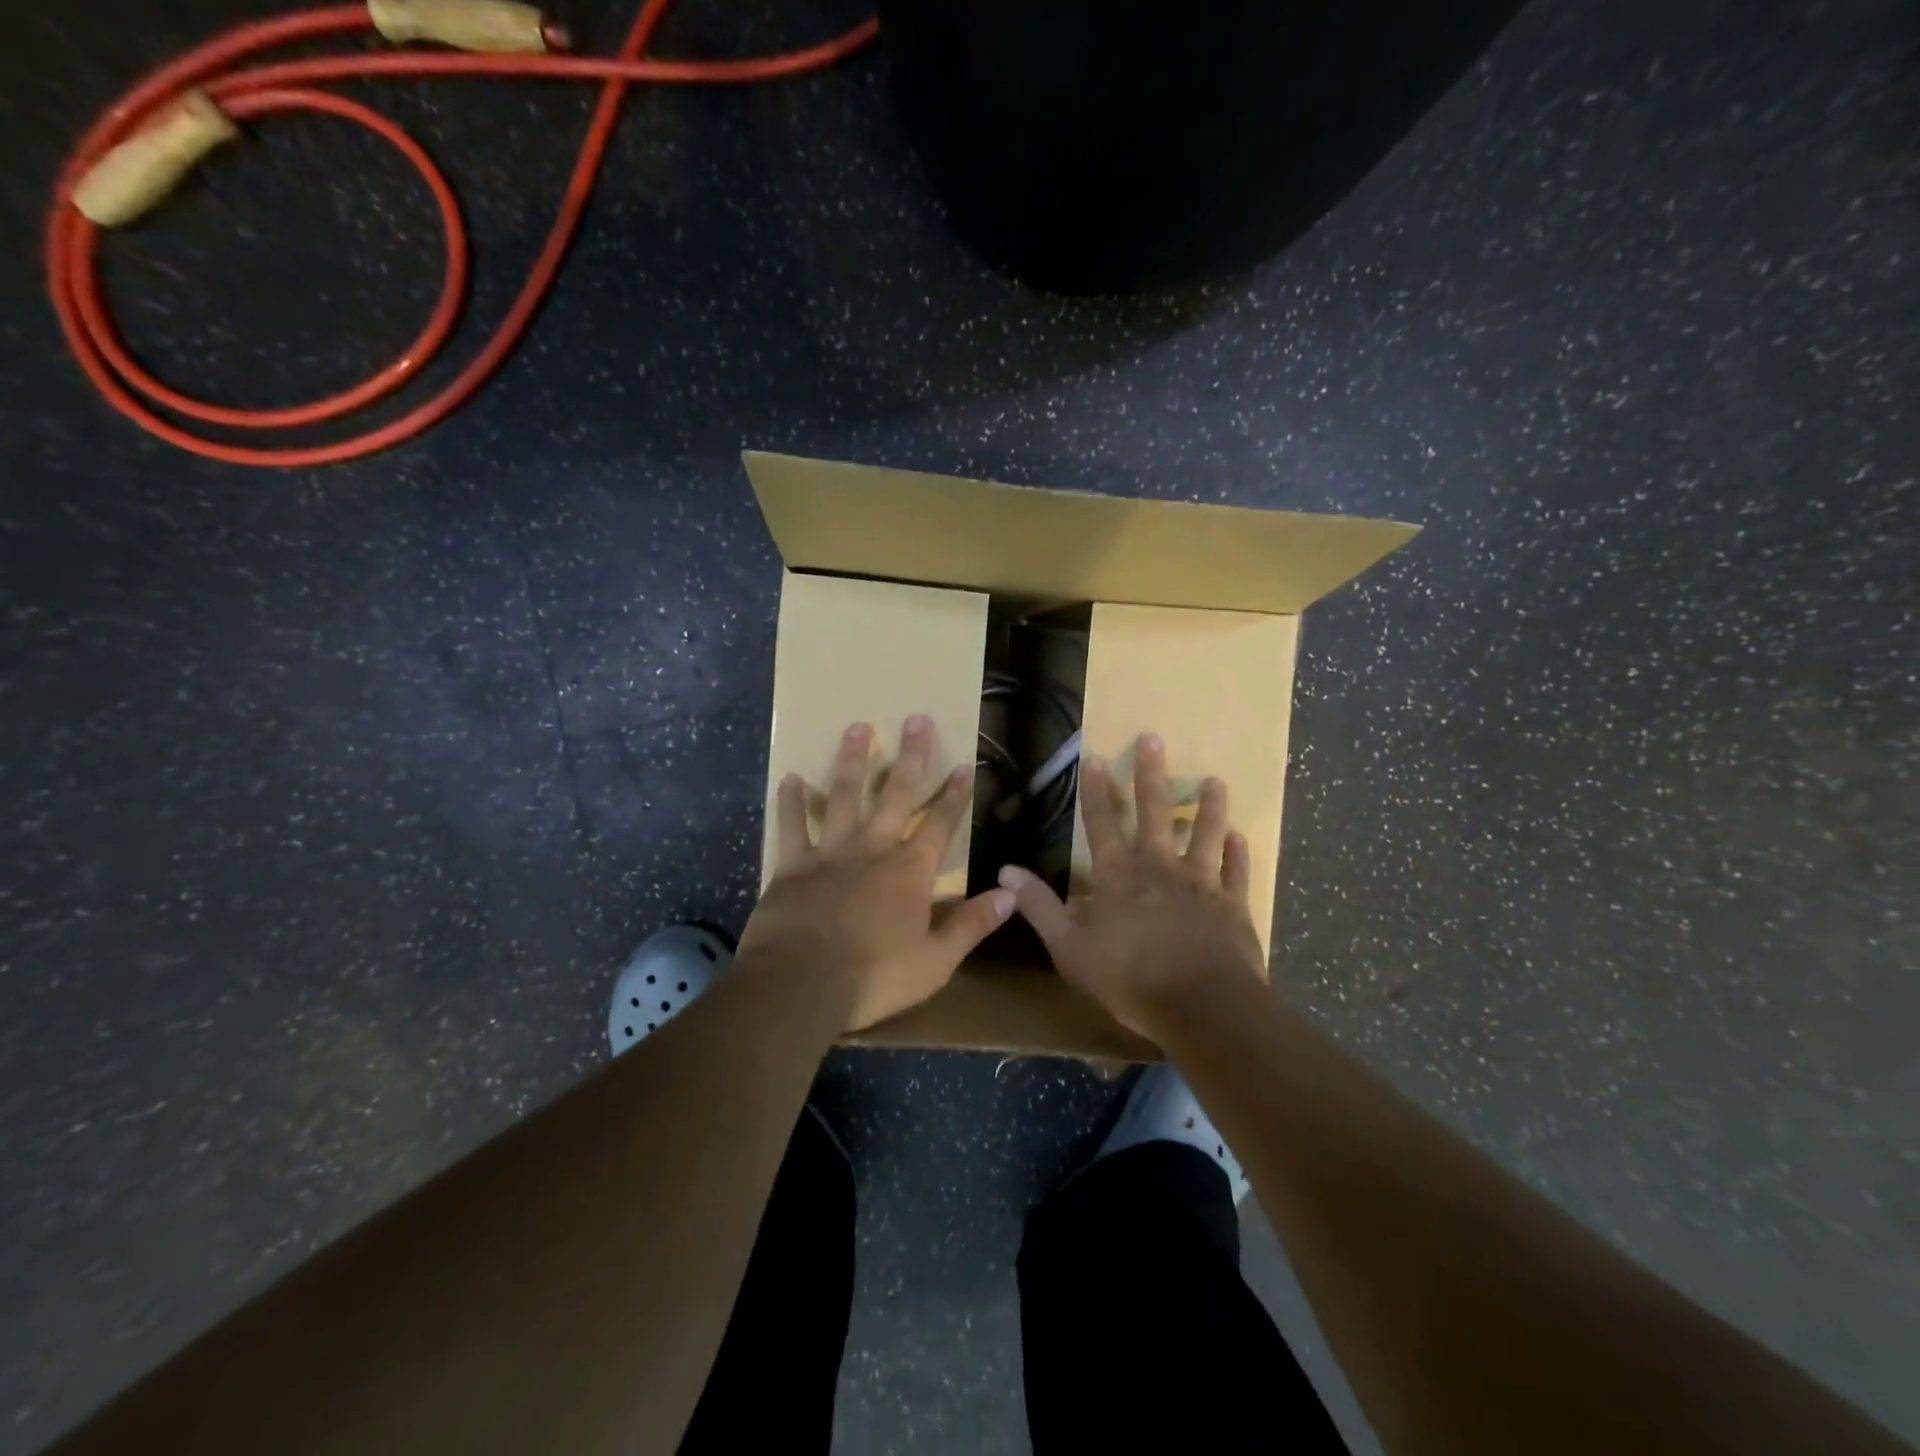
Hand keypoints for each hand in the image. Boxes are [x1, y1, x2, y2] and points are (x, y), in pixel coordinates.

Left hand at [739, 715, 1015, 1031]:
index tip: (963, 765)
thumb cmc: (873, 977)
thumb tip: (1010, 894)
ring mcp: (830, 853)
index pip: (940, 825)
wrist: (799, 985)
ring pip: (844, 796)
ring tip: (858, 727)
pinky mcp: (793, 865)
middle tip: (917, 719)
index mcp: (909, 871)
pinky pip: (792, 826)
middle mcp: (873, 849)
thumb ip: (972, 925)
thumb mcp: (935, 961)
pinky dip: (790, 802)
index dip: (954, 796)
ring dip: (853, 761)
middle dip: (911, 757)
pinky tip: (789, 778)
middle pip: (896, 795)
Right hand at [998, 733, 1266, 1037]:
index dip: (1095, 790)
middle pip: (1155, 812)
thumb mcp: (1070, 948)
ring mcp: (1201, 883)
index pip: (1102, 823)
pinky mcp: (1233, 905)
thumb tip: (1006, 871)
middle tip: (1154, 738)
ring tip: (1213, 780)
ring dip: (1208, 806)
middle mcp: (1160, 868)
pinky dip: (1239, 853)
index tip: (1094, 756)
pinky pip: (1237, 871)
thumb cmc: (1130, 979)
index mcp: (1119, 876)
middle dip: (1150, 774)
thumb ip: (1040, 907)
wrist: (1203, 1007)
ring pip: (1206, 832)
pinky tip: (1240, 837)